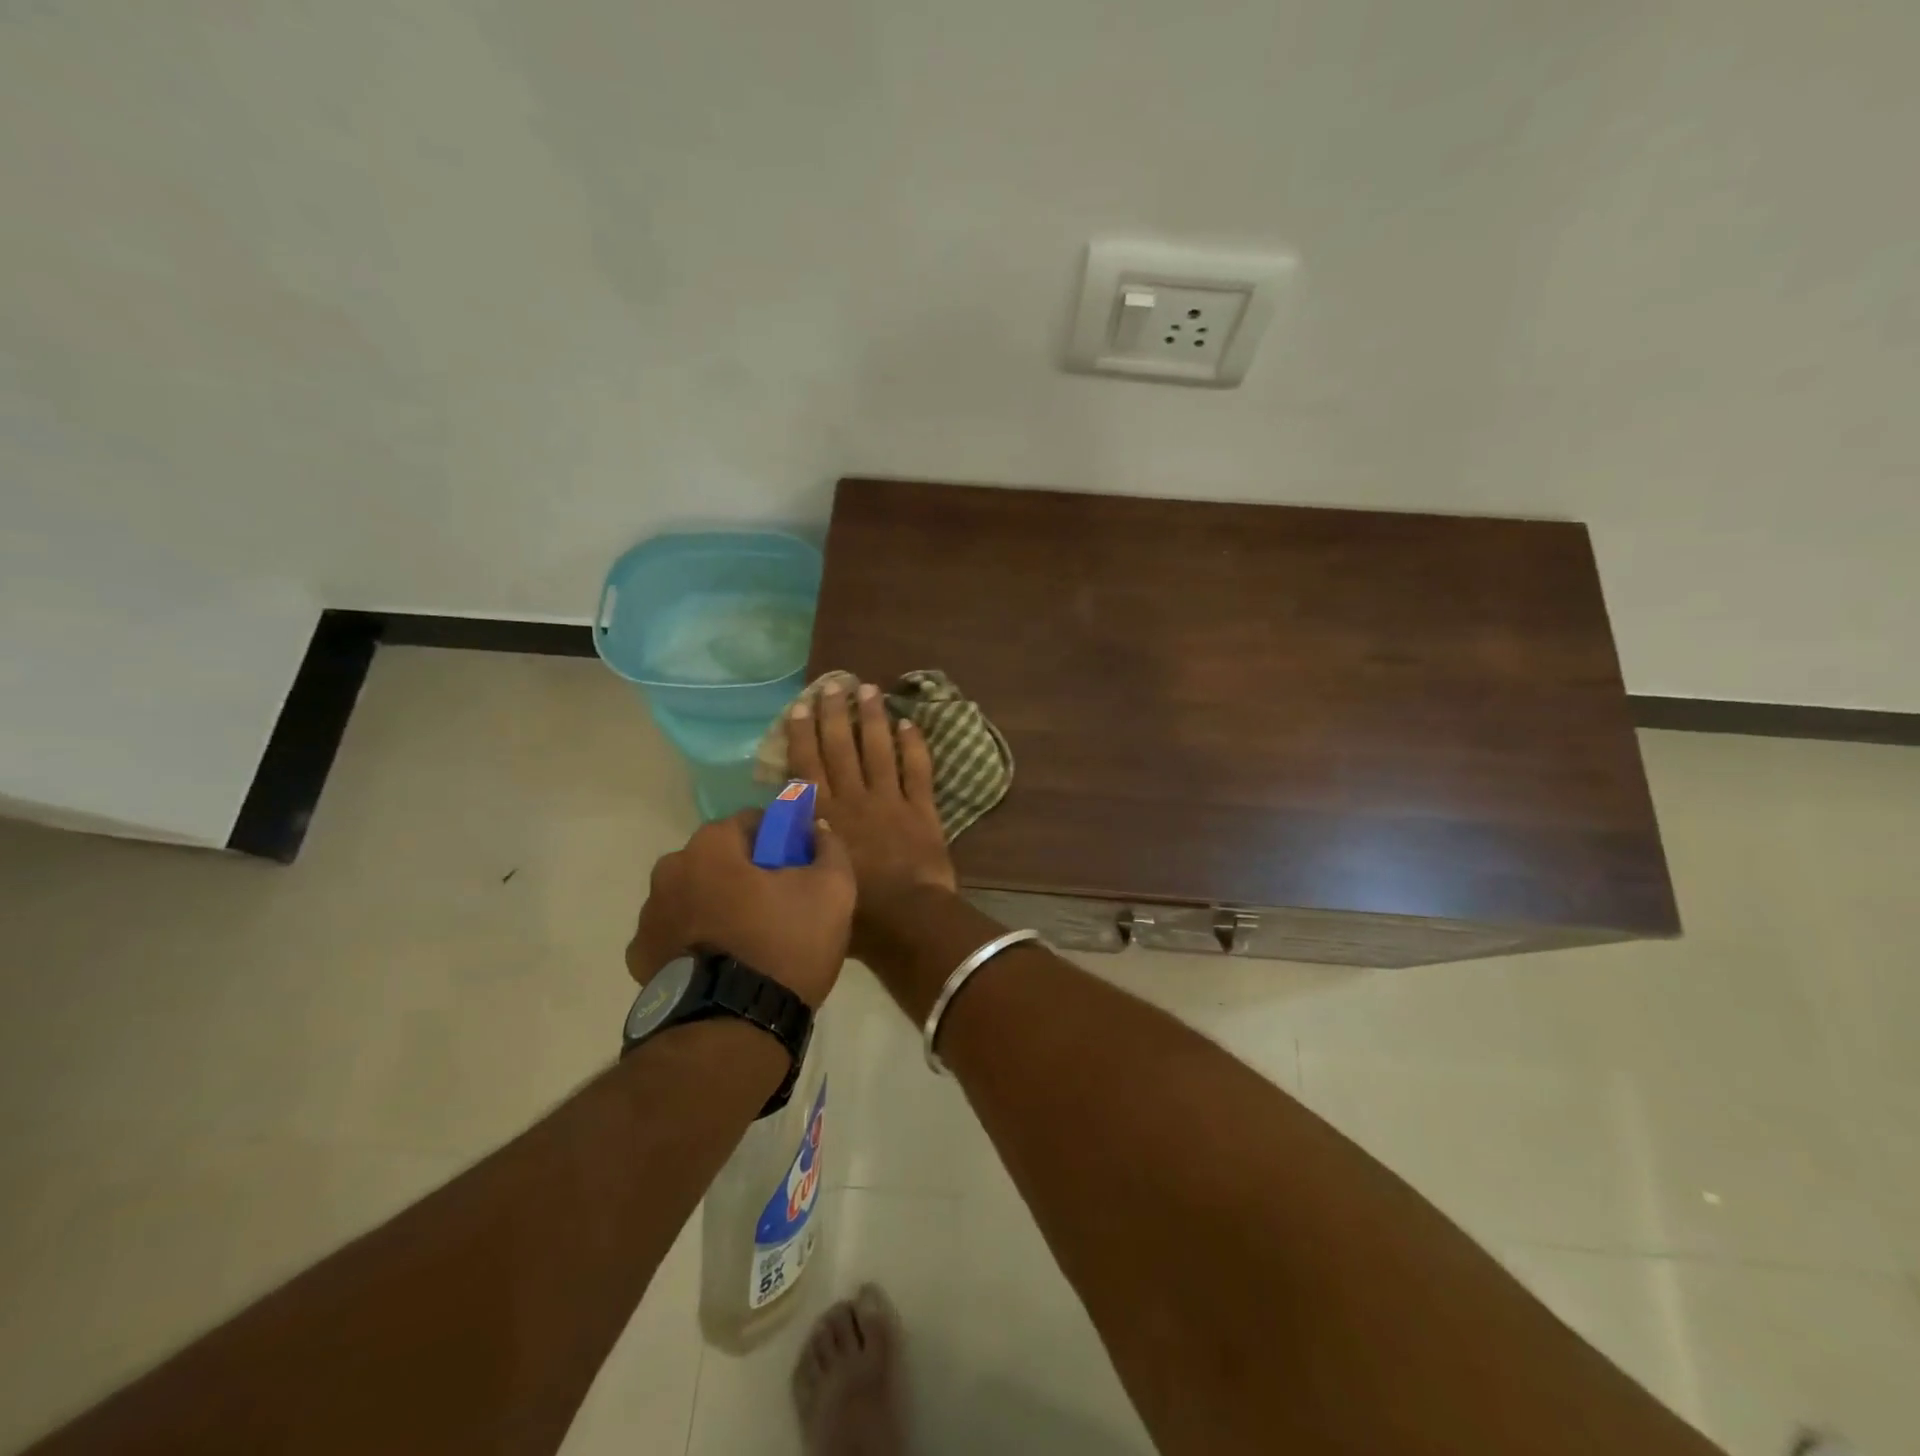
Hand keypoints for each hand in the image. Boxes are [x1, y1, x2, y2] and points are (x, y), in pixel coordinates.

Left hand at [626, 812, 854, 1008]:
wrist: (734, 1029)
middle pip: (718, 859)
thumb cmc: (784, 945)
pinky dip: (696, 940)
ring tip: (750, 940)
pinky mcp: (641, 957)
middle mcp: (669, 871)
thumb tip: (818, 831)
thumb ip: (829, 849)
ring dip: (717, 905)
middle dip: (745, 872)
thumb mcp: (832, 890)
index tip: (798, 865)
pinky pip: (677, 934)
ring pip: (695, 895)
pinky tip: (722, 963)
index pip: (751, 822)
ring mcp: (648, 916)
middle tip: (778, 904)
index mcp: (711, 846)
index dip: (780, 839)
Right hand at [785, 681, 957, 945]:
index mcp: (823, 816)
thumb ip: (800, 846)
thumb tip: (788, 826)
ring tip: (869, 689)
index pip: (807, 765)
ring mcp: (889, 801)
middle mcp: (853, 799)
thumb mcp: (810, 878)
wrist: (905, 920)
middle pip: (841, 747)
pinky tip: (909, 724)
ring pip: (878, 750)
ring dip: (873, 718)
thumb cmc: (853, 911)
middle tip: (834, 684)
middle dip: (836, 713)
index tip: (801, 706)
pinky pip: (917, 770)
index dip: (803, 733)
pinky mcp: (921, 810)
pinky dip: (913, 746)